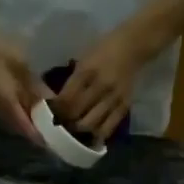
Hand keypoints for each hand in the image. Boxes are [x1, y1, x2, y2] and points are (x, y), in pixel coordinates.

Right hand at [0, 32, 48, 145]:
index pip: (25, 128)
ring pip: (12, 121)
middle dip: (34, 132)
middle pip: (18, 128)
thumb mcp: (23, 70)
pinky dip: (20, 116)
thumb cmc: (2, 53)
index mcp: (7, 104)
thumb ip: (36, 89)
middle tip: (51, 133)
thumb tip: (51, 104)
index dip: (38, 136)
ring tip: (43, 123)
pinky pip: (7, 113)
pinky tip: (29, 110)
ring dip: (26, 124)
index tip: (53, 142)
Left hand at [52, 28, 155, 144]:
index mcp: (86, 71)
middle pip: (77, 113)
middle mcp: (100, 86)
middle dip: (65, 123)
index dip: (56, 111)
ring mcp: (114, 97)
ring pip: (92, 124)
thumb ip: (73, 82)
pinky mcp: (125, 105)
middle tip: (59, 127)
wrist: (134, 46)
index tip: (49, 117)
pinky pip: (110, 126)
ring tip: (73, 133)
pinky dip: (98, 134)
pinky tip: (90, 138)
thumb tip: (58, 103)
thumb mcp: (83, 60)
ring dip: (79, 131)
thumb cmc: (103, 50)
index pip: (66, 98)